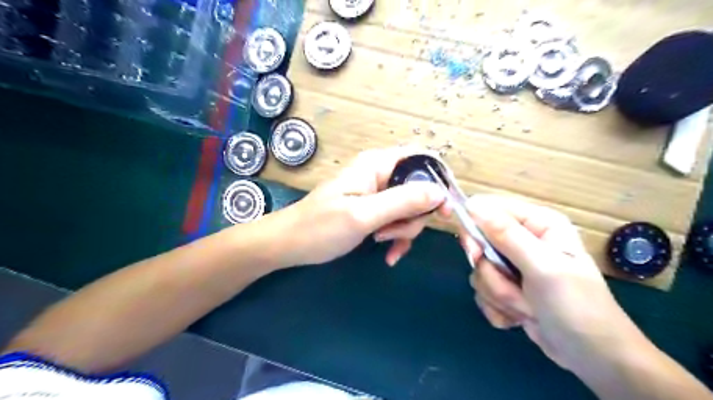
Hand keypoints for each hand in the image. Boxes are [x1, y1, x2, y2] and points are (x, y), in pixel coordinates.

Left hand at [276, 148, 443, 266]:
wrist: (289, 245)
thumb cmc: (320, 227)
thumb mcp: (363, 215)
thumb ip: (402, 201)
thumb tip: (440, 192)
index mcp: (377, 164)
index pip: (421, 158)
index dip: (438, 179)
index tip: (445, 209)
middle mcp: (380, 174)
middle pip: (419, 188)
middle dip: (415, 216)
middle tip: (395, 234)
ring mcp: (377, 194)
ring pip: (410, 208)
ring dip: (404, 230)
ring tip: (383, 243)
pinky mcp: (373, 211)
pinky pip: (397, 220)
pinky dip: (397, 237)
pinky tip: (388, 254)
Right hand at [462, 195, 646, 371]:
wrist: (594, 359)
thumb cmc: (576, 306)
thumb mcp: (543, 267)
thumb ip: (506, 235)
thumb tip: (472, 204)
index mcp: (536, 223)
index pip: (487, 209)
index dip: (474, 228)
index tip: (474, 253)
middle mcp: (523, 240)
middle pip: (478, 242)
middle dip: (491, 272)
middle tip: (509, 285)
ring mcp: (513, 265)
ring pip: (479, 271)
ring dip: (498, 294)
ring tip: (527, 307)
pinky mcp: (507, 288)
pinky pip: (482, 291)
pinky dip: (497, 308)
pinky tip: (520, 317)